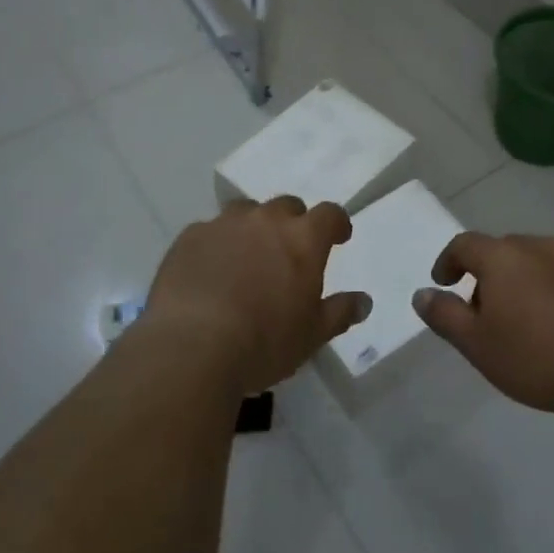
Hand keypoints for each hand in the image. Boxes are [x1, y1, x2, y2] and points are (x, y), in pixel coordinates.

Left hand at [145, 197, 369, 396]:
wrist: (191, 345)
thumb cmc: (264, 342)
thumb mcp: (312, 335)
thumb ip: (340, 313)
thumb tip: (363, 301)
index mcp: (302, 239)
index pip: (329, 214)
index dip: (336, 224)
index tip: (338, 237)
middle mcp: (265, 220)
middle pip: (286, 206)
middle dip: (293, 223)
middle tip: (289, 251)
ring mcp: (224, 224)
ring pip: (246, 213)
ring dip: (253, 228)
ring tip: (247, 258)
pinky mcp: (189, 236)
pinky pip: (210, 231)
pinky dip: (217, 245)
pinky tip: (210, 272)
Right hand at [414, 232, 553, 415]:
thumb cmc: (534, 355)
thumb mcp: (476, 343)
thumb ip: (444, 315)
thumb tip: (422, 294)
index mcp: (503, 256)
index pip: (465, 244)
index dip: (449, 260)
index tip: (443, 282)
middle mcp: (540, 248)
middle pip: (503, 250)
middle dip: (487, 273)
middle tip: (482, 308)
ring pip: (539, 263)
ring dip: (524, 281)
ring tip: (523, 318)